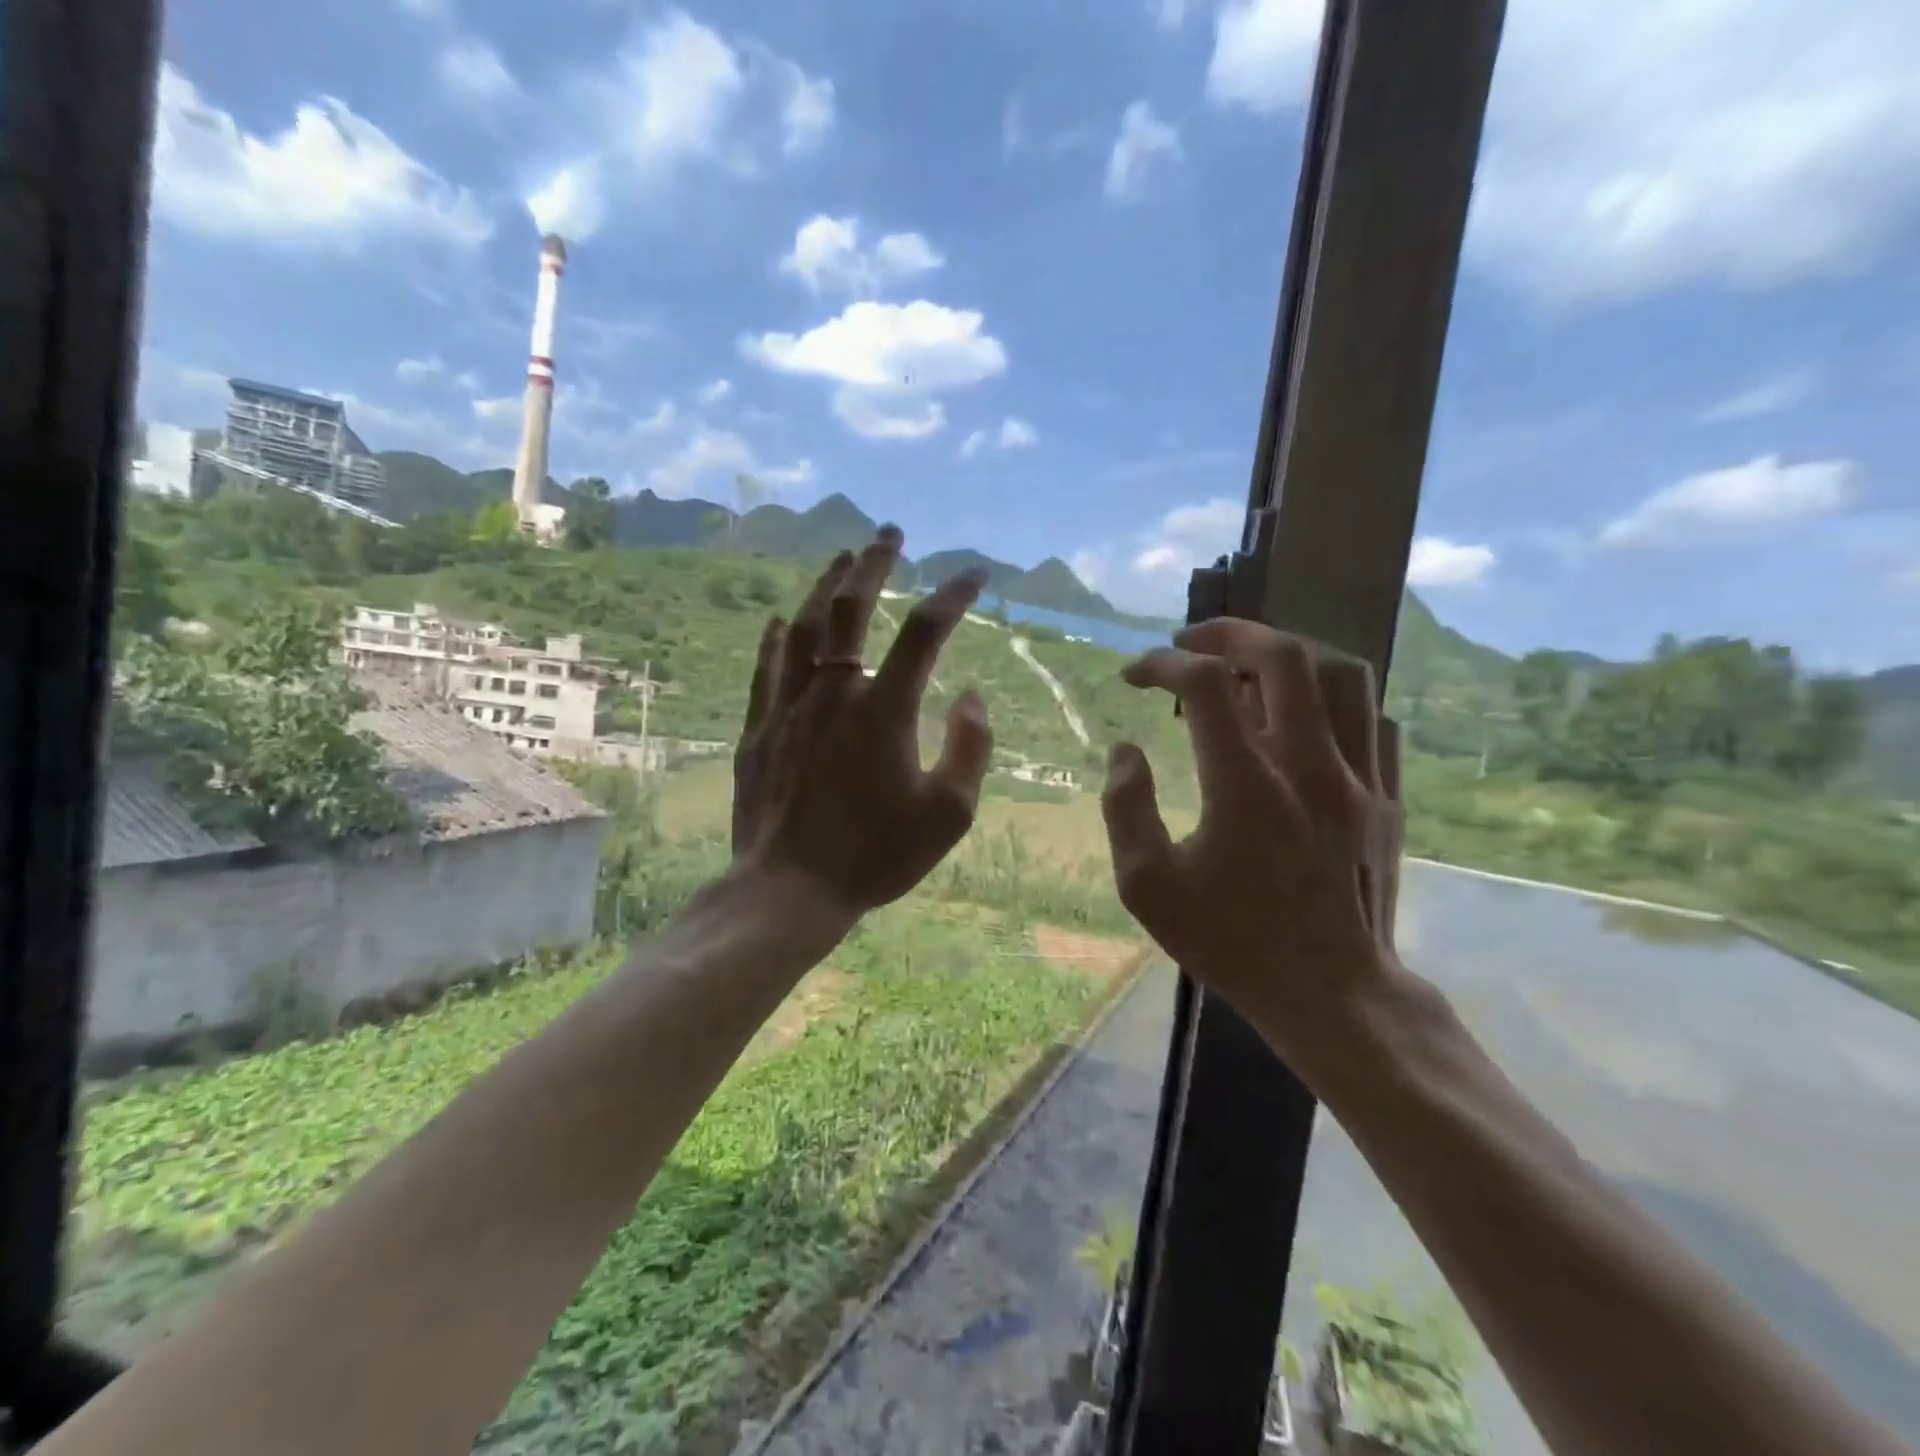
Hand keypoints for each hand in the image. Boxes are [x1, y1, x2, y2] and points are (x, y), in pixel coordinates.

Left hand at [731, 527, 993, 924]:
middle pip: (853, 608)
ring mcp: (789, 708)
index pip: (925, 631)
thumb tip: (972, 696)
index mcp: (885, 711)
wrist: (790, 890)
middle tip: (888, 533)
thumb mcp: (948, 814)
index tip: (976, 575)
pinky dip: (777, 638)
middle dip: (874, 563)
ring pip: (805, 628)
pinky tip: (782, 619)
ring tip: (841, 559)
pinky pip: (767, 669)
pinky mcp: (759, 730)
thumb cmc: (875, 856)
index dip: (954, 595)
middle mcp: (834, 693)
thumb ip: (969, 748)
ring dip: (826, 587)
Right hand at [1100, 618, 1404, 1077]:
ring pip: (1340, 673)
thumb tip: (1125, 751)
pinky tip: (1301, 716)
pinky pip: (1371, 716)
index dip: (1161, 664)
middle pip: (1281, 655)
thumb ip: (1125, 809)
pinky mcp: (1385, 796)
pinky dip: (1330, 697)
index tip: (1133, 674)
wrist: (1334, 994)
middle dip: (1227, 632)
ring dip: (1286, 654)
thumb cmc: (1233, 942)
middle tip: (1189, 642)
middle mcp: (1307, 763)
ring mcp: (1357, 777)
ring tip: (1247, 667)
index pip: (1203, 684)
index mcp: (1244, 783)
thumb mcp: (1148, 887)